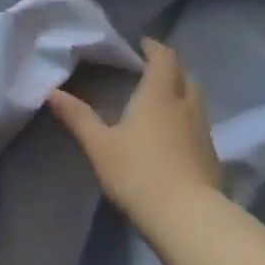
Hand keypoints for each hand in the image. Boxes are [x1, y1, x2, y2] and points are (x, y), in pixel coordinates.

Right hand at [46, 39, 221, 222]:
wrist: (189, 220)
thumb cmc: (139, 173)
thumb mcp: (100, 145)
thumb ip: (78, 117)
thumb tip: (51, 91)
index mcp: (159, 94)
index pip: (164, 58)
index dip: (155, 48)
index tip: (143, 44)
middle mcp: (186, 106)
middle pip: (185, 78)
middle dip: (170, 71)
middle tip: (151, 73)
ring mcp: (203, 134)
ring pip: (195, 103)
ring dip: (181, 97)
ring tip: (160, 105)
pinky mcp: (212, 160)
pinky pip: (199, 129)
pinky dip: (187, 125)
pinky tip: (173, 140)